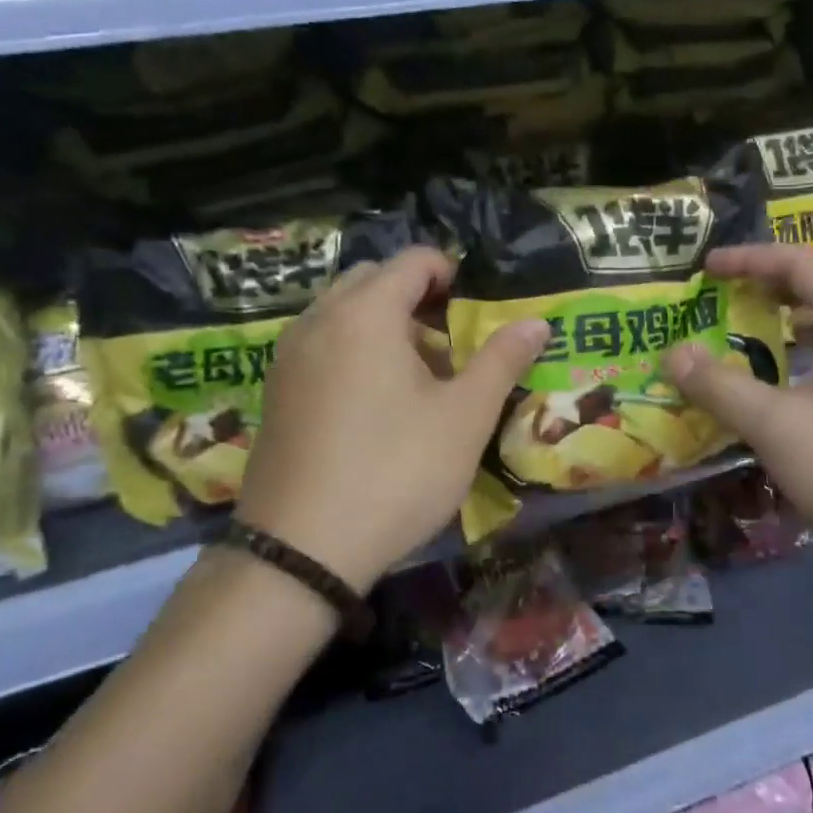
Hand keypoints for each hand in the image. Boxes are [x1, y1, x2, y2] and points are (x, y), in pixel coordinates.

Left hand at [235, 247, 548, 590]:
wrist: (300, 551)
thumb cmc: (396, 472)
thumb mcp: (465, 417)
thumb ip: (502, 360)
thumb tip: (536, 322)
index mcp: (365, 313)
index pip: (413, 261)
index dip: (452, 274)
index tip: (477, 311)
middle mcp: (318, 321)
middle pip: (373, 281)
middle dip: (417, 299)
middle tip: (451, 345)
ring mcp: (288, 357)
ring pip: (344, 314)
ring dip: (385, 326)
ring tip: (419, 378)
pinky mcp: (276, 393)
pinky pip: (322, 346)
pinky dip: (354, 351)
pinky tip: (376, 406)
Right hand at [662, 244, 812, 574]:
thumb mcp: (774, 425)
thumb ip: (720, 385)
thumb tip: (673, 353)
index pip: (802, 264)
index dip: (750, 259)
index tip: (707, 268)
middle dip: (770, 278)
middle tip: (724, 288)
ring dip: (793, 307)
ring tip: (751, 316)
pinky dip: (812, 337)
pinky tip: (789, 363)